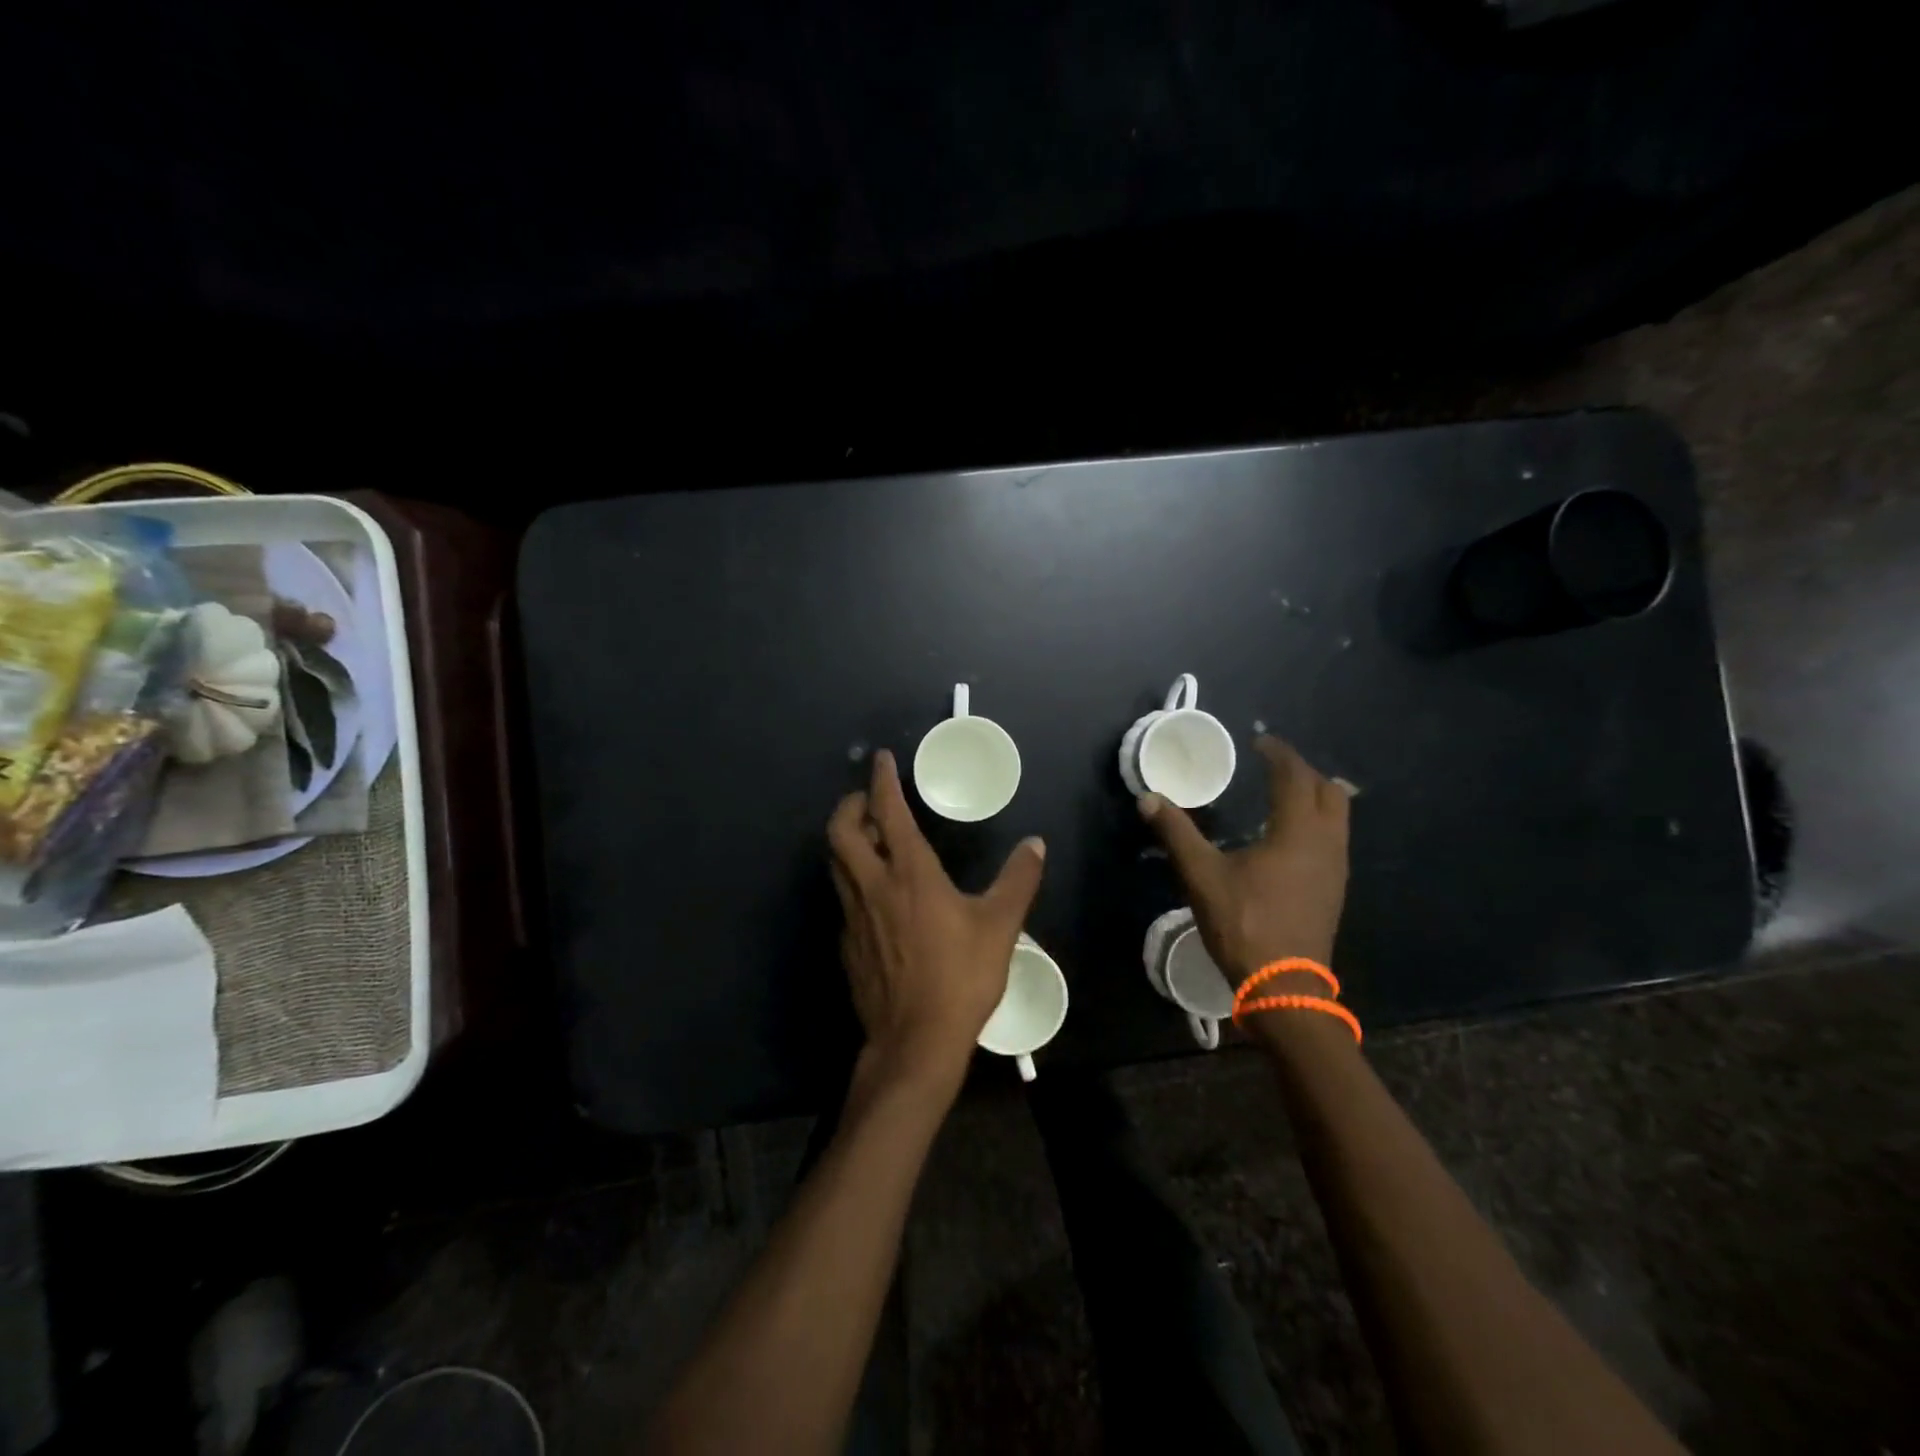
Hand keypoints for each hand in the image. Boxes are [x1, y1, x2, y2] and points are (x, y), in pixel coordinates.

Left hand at [828, 750, 1046, 1084]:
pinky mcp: (847, 943)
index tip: (881, 760)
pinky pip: (842, 896)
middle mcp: (873, 885)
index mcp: (909, 873)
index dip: (882, 781)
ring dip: (846, 841)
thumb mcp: (1000, 926)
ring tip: (868, 838)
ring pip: (835, 863)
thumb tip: (1036, 845)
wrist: (916, 1041)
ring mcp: (853, 916)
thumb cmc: (960, 976)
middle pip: (840, 831)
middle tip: (867, 801)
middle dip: (849, 806)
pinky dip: (852, 878)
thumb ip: (1018, 880)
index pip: (887, 812)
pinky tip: (874, 894)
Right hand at [1139, 736, 1350, 982]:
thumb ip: (1177, 833)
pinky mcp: (1334, 889)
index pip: (1295, 776)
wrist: (1284, 986)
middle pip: (1328, 791)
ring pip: (1337, 816)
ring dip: (1313, 796)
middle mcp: (1326, 842)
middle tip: (1272, 765)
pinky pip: (1333, 838)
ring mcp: (1335, 868)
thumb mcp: (1202, 875)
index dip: (1278, 753)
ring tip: (1281, 794)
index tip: (1259, 741)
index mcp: (1298, 831)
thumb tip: (1148, 798)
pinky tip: (1287, 837)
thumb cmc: (1245, 923)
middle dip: (1302, 771)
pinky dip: (1315, 822)